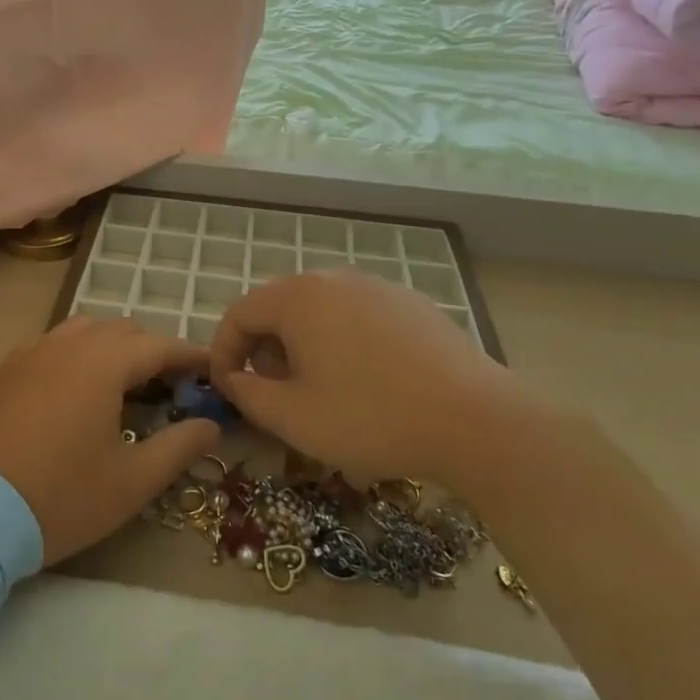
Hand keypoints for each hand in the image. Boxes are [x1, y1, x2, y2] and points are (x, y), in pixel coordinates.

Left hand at [0, 318, 221, 565]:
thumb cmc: (61, 497)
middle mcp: (66, 344)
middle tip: (171, 386)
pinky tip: (73, 391)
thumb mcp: (132, 481)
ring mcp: (29, 354)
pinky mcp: (3, 372)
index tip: (212, 370)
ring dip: (111, 347)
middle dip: (152, 351)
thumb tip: (211, 424)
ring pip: (82, 331)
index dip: (190, 356)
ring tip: (123, 384)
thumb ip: (179, 446)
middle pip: (121, 331)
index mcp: (102, 362)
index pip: (159, 346)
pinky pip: (50, 346)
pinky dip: (75, 356)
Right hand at [207, 270, 525, 488]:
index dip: (223, 352)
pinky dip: (342, 341)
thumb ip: (248, 395)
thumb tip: (233, 379)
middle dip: (264, 349)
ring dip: (303, 345)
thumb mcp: (293, 418)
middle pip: (279, 307)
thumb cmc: (371, 417)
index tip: (227, 389)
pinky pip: (357, 316)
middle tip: (273, 393)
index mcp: (297, 297)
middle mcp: (333, 278)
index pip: (239, 314)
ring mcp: (377, 286)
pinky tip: (366, 380)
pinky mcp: (410, 303)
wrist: (476, 421)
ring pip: (319, 310)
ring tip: (318, 388)